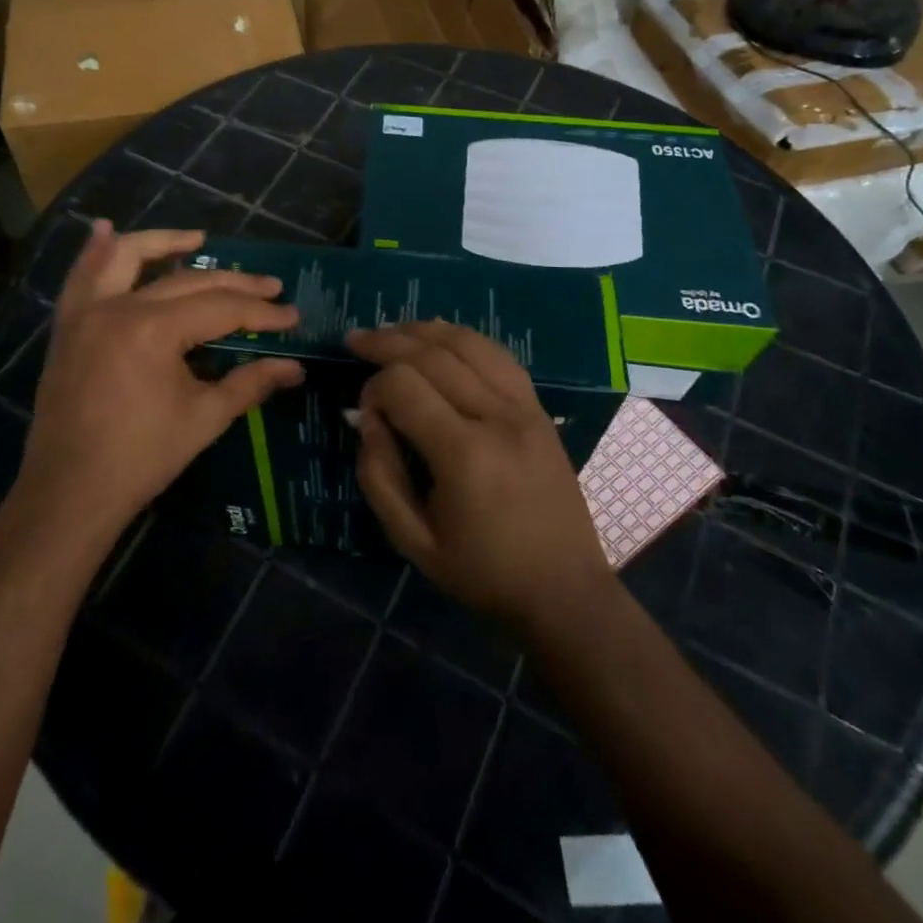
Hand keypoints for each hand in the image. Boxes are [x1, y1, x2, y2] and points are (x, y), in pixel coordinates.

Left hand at [11, 222, 302, 551]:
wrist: (70, 492)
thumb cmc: (141, 457)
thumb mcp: (204, 418)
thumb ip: (250, 384)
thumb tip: (296, 368)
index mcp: (152, 330)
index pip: (220, 308)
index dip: (260, 312)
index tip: (292, 316)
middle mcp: (117, 307)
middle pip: (186, 281)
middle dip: (233, 283)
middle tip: (269, 287)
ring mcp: (86, 313)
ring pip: (125, 258)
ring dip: (163, 243)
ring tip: (198, 238)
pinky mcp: (67, 327)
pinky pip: (80, 277)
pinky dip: (94, 252)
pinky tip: (104, 230)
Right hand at [348, 321, 614, 634]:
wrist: (565, 592)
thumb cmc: (483, 574)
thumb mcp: (414, 541)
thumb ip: (380, 476)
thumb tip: (367, 418)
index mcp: (464, 455)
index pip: (405, 386)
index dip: (373, 387)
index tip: (364, 411)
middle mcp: (497, 418)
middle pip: (434, 354)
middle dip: (388, 341)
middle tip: (356, 340)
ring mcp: (525, 408)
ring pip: (470, 344)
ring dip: (426, 330)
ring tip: (393, 329)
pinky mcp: (540, 410)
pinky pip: (499, 356)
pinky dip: (465, 339)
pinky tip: (442, 338)